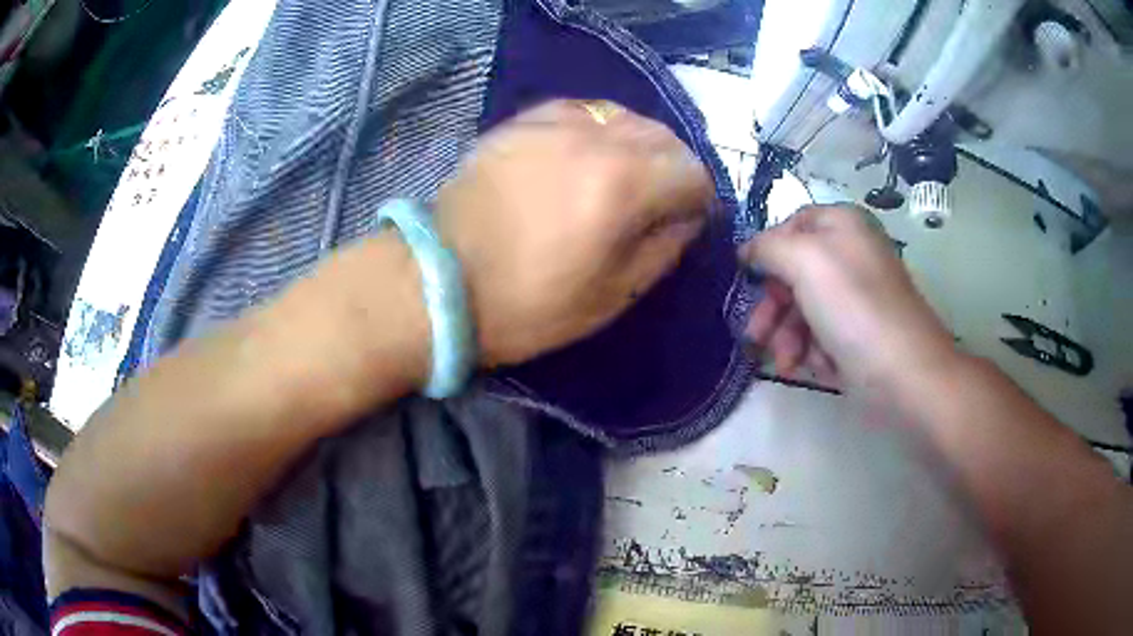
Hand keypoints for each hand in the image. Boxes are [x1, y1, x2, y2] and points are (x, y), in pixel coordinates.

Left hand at [435, 100, 711, 366]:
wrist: (437, 283)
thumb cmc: (527, 304)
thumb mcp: (612, 294)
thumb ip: (664, 248)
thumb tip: (686, 217)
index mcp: (622, 184)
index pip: (692, 171)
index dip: (698, 198)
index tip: (684, 221)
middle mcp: (593, 138)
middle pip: (663, 135)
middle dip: (673, 168)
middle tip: (656, 202)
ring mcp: (551, 123)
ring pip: (623, 115)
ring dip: (637, 144)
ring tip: (621, 176)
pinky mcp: (519, 123)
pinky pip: (579, 110)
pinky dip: (596, 129)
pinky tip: (583, 155)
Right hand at [738, 204, 956, 389]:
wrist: (905, 375)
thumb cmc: (855, 309)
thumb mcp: (805, 262)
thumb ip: (768, 247)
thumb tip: (747, 249)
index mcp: (842, 225)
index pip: (791, 225)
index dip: (767, 251)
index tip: (748, 280)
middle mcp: (850, 255)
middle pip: (794, 272)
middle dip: (773, 307)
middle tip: (756, 336)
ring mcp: (856, 298)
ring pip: (804, 309)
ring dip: (789, 337)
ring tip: (787, 363)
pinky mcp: (859, 335)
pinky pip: (822, 335)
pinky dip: (814, 352)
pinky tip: (821, 368)